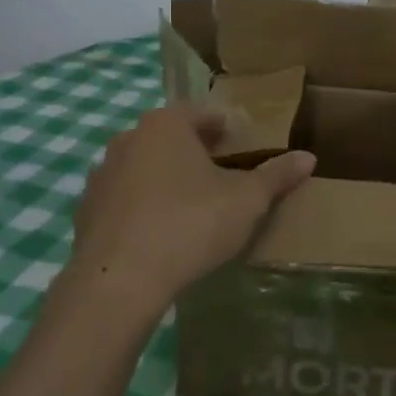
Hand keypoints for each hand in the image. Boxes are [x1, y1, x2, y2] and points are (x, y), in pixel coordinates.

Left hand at [55, 103, 315, 332]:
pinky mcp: (86, 208)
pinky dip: (142, 206)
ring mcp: (102, 173)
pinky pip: (124, 198)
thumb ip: (276, 176)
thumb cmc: (190, 226)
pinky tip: (159, 233)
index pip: (206, 114)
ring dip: (167, 179)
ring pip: (145, 166)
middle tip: (225, 179)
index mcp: (167, 124)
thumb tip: (309, 157)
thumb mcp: (246, 201)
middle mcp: (129, 137)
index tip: (246, 150)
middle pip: (173, 138)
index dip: (230, 130)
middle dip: (198, 153)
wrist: (119, 281)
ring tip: (193, 208)